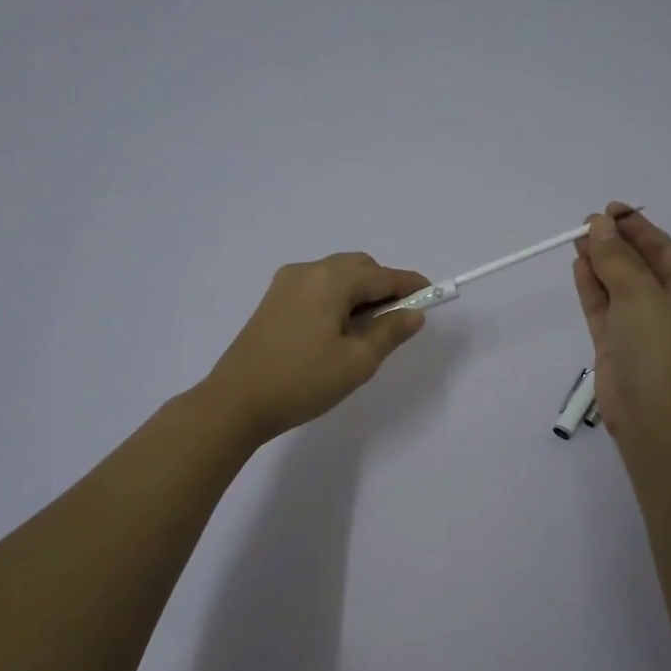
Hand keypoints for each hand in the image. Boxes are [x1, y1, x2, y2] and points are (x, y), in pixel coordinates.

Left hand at [202, 253, 429, 443]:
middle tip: (400, 320)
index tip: (434, 296)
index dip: (411, 286)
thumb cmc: (302, 381)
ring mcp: (285, 285)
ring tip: (370, 330)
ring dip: (360, 294)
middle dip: (384, 287)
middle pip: (358, 268)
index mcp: (330, 280)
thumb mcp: (357, 361)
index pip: (382, 275)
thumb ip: (390, 332)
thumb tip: (413, 313)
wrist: (235, 403)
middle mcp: (307, 271)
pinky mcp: (272, 302)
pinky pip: (317, 289)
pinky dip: (338, 300)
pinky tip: (340, 331)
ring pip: (336, 277)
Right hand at [571, 204, 670, 437]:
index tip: (607, 209)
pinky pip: (602, 306)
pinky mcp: (615, 342)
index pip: (661, 247)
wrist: (653, 414)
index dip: (635, 226)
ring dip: (599, 262)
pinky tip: (578, 266)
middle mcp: (665, 304)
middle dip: (613, 243)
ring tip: (577, 240)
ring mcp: (639, 324)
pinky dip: (591, 286)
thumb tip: (597, 225)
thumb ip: (616, 258)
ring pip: (617, 284)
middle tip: (585, 224)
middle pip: (637, 263)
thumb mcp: (640, 295)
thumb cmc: (657, 347)